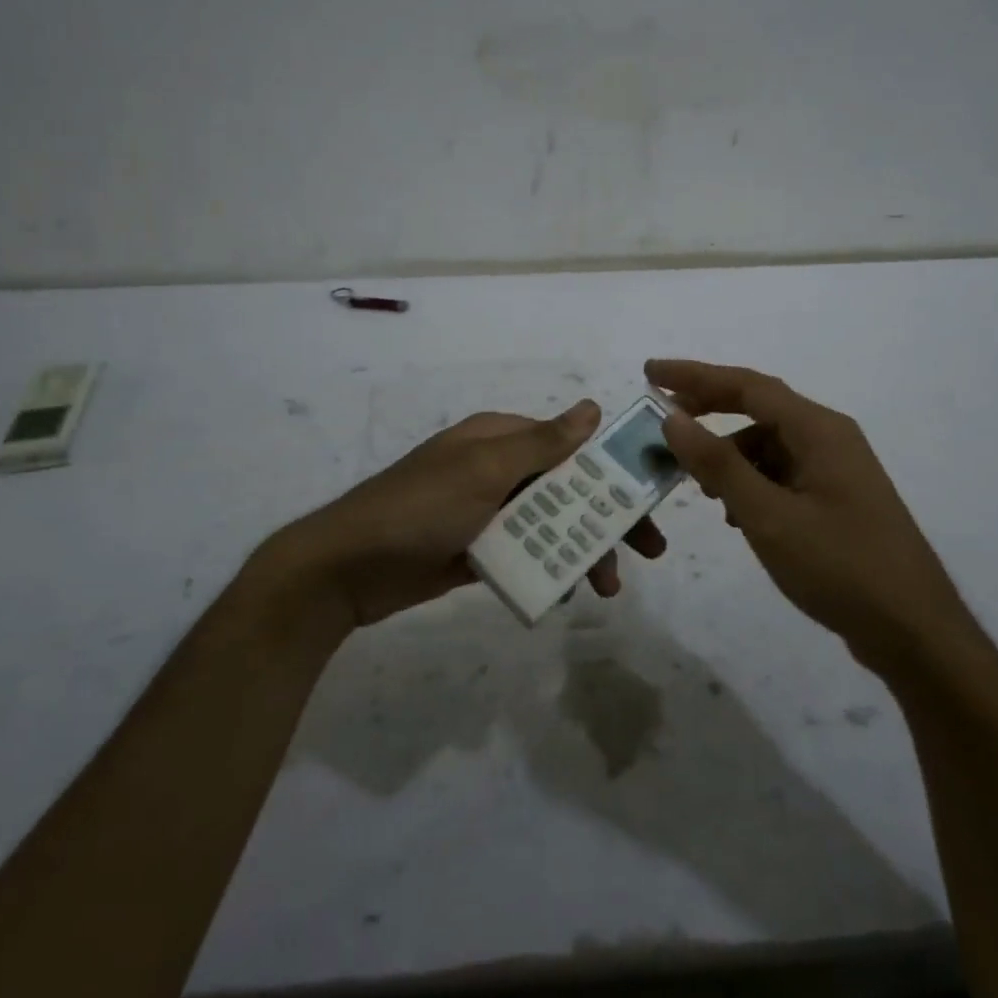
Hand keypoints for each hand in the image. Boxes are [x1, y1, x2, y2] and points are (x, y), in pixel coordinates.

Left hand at [256, 399, 666, 631]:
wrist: (347, 569)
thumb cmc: (420, 508)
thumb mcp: (483, 469)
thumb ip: (541, 443)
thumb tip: (592, 407)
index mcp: (499, 439)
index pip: (570, 446)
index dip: (612, 470)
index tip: (651, 498)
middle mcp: (496, 469)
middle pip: (567, 488)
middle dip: (607, 518)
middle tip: (650, 551)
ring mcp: (486, 512)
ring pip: (551, 525)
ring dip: (583, 550)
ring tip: (608, 588)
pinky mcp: (477, 550)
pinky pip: (526, 554)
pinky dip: (551, 568)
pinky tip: (572, 590)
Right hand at [647, 359, 972, 674]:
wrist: (914, 632)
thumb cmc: (840, 567)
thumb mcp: (768, 516)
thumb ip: (718, 465)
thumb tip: (673, 418)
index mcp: (818, 430)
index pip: (747, 385)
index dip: (695, 375)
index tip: (651, 372)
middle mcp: (829, 438)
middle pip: (758, 408)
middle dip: (708, 409)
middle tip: (662, 419)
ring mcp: (835, 470)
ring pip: (768, 445)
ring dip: (728, 456)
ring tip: (696, 485)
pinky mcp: (835, 500)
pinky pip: (781, 474)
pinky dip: (750, 483)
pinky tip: (734, 516)